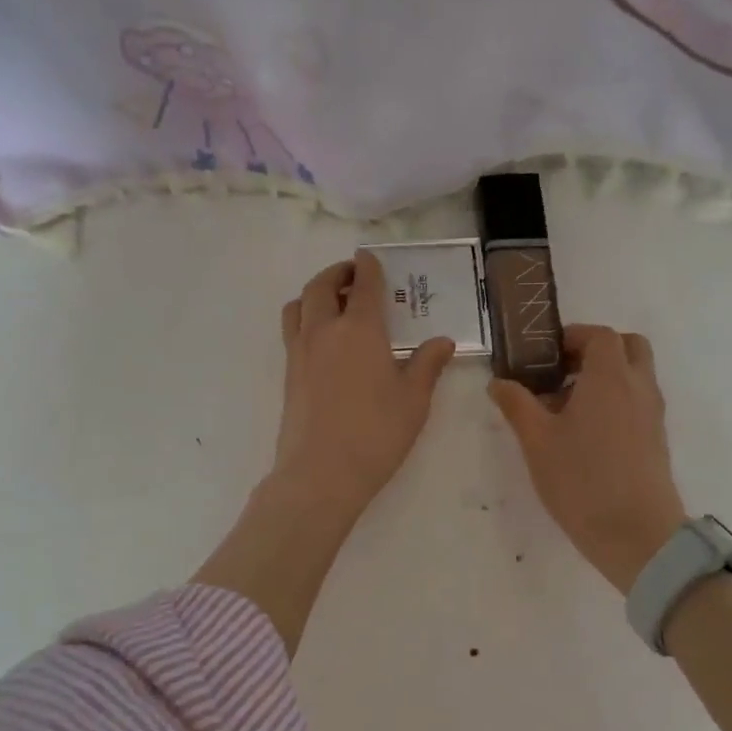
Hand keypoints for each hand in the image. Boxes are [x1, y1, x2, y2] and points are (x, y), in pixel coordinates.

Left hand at [272, 250, 456, 519]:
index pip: (363, 284)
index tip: (370, 257)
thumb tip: (443, 341)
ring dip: (314, 293)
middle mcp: (324, 330)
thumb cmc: (376, 434)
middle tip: (352, 276)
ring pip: (298, 305)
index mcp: (360, 329)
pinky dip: (304, 318)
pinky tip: (324, 341)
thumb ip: (428, 365)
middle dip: (337, 273)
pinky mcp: (288, 373)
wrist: (321, 473)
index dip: (368, 266)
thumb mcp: (414, 400)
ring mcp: (300, 351)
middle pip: (321, 286)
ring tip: (332, 303)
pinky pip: (292, 330)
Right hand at [489, 325, 688, 593]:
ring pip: (636, 375)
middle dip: (596, 350)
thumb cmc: (582, 480)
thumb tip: (499, 382)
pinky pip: (638, 401)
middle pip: (628, 346)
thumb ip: (517, 405)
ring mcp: (652, 413)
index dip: (572, 336)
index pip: (599, 335)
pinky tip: (586, 433)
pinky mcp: (656, 439)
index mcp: (610, 377)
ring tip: (567, 407)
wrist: (637, 534)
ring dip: (606, 376)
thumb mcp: (537, 442)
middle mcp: (638, 386)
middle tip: (563, 372)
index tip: (545, 354)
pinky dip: (617, 400)